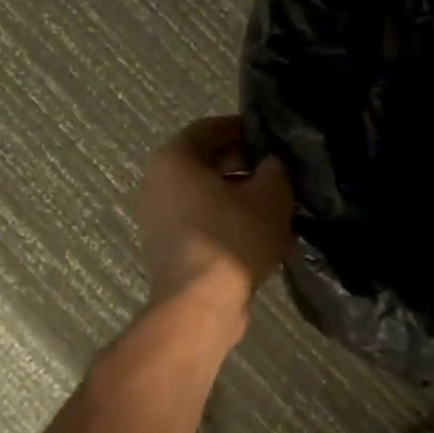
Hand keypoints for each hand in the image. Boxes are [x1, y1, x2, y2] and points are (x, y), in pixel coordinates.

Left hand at [135, 117, 294, 310]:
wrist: (200, 304)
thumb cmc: (233, 238)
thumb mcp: (270, 196)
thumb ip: (274, 169)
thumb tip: (271, 165)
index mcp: (174, 158)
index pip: (210, 128)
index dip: (243, 128)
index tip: (270, 137)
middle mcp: (157, 182)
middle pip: (204, 161)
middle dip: (242, 162)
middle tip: (276, 169)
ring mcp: (156, 217)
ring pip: (202, 193)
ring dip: (235, 193)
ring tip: (272, 201)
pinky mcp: (165, 246)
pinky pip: (198, 219)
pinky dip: (224, 218)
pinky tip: (256, 230)